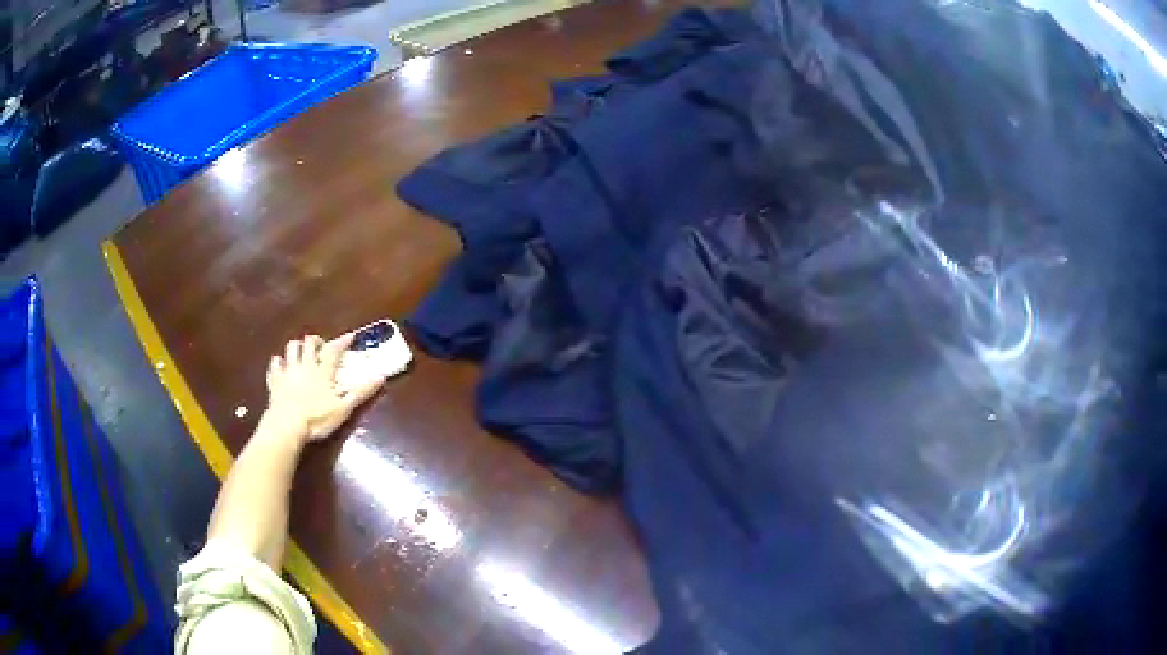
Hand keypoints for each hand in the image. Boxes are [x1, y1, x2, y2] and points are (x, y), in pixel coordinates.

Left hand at [264, 334, 386, 442]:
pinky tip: (280, 365)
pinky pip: (274, 365)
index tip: (350, 335)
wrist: (286, 425)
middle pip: (308, 343)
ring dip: (296, 347)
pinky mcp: (274, 381)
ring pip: (291, 349)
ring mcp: (288, 372)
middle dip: (315, 341)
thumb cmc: (317, 418)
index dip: (342, 341)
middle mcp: (305, 366)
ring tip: (300, 352)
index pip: (334, 350)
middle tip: (320, 346)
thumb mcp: (343, 408)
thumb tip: (381, 377)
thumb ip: (361, 392)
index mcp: (322, 371)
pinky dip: (278, 362)